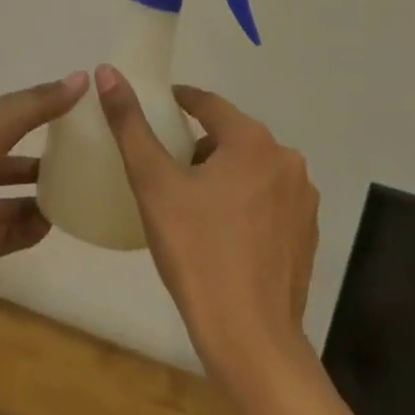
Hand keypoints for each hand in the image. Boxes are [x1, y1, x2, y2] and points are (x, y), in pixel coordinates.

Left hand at [0, 71, 88, 313]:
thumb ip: (36, 106)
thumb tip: (81, 78)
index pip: (12, 112)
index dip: (42, 106)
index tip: (80, 106)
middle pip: (11, 156)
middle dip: (42, 155)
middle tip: (84, 157)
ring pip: (12, 197)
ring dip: (40, 196)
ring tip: (78, 193)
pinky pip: (9, 233)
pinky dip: (30, 229)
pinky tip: (56, 226)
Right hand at [95, 67, 317, 386]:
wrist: (251, 341)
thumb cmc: (198, 254)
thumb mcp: (154, 184)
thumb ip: (130, 124)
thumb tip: (108, 72)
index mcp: (252, 140)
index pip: (207, 103)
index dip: (178, 102)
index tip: (155, 110)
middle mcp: (285, 159)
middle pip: (231, 135)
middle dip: (198, 143)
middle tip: (165, 166)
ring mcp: (302, 198)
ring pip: (251, 167)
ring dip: (222, 173)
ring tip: (189, 200)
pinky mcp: (307, 233)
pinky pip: (268, 199)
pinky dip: (244, 202)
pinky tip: (221, 231)